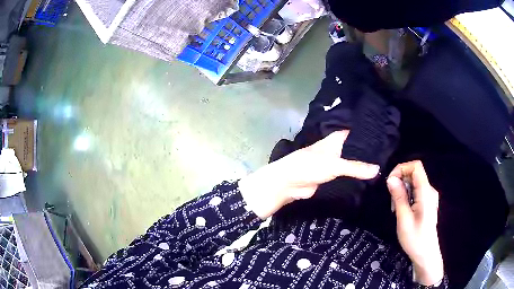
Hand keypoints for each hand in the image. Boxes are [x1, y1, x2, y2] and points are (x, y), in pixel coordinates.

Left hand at [239, 130, 379, 218]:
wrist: (289, 184)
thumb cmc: (309, 166)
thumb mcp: (334, 164)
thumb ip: (356, 167)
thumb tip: (378, 170)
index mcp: (336, 139)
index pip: (356, 133)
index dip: (369, 134)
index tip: (386, 136)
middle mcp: (337, 149)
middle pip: (356, 149)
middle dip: (369, 153)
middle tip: (389, 154)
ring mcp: (335, 163)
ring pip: (352, 163)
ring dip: (363, 166)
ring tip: (384, 165)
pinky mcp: (333, 177)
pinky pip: (347, 175)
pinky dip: (356, 177)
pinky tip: (370, 178)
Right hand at [387, 161, 443, 285]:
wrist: (426, 253)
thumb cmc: (415, 238)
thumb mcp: (404, 219)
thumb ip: (399, 197)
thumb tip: (391, 179)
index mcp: (426, 192)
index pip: (416, 166)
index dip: (402, 168)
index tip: (390, 182)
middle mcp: (429, 190)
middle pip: (414, 174)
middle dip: (400, 182)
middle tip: (392, 202)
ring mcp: (429, 196)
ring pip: (414, 183)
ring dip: (402, 191)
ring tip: (396, 209)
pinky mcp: (427, 202)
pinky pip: (416, 191)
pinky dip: (407, 196)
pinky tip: (403, 210)